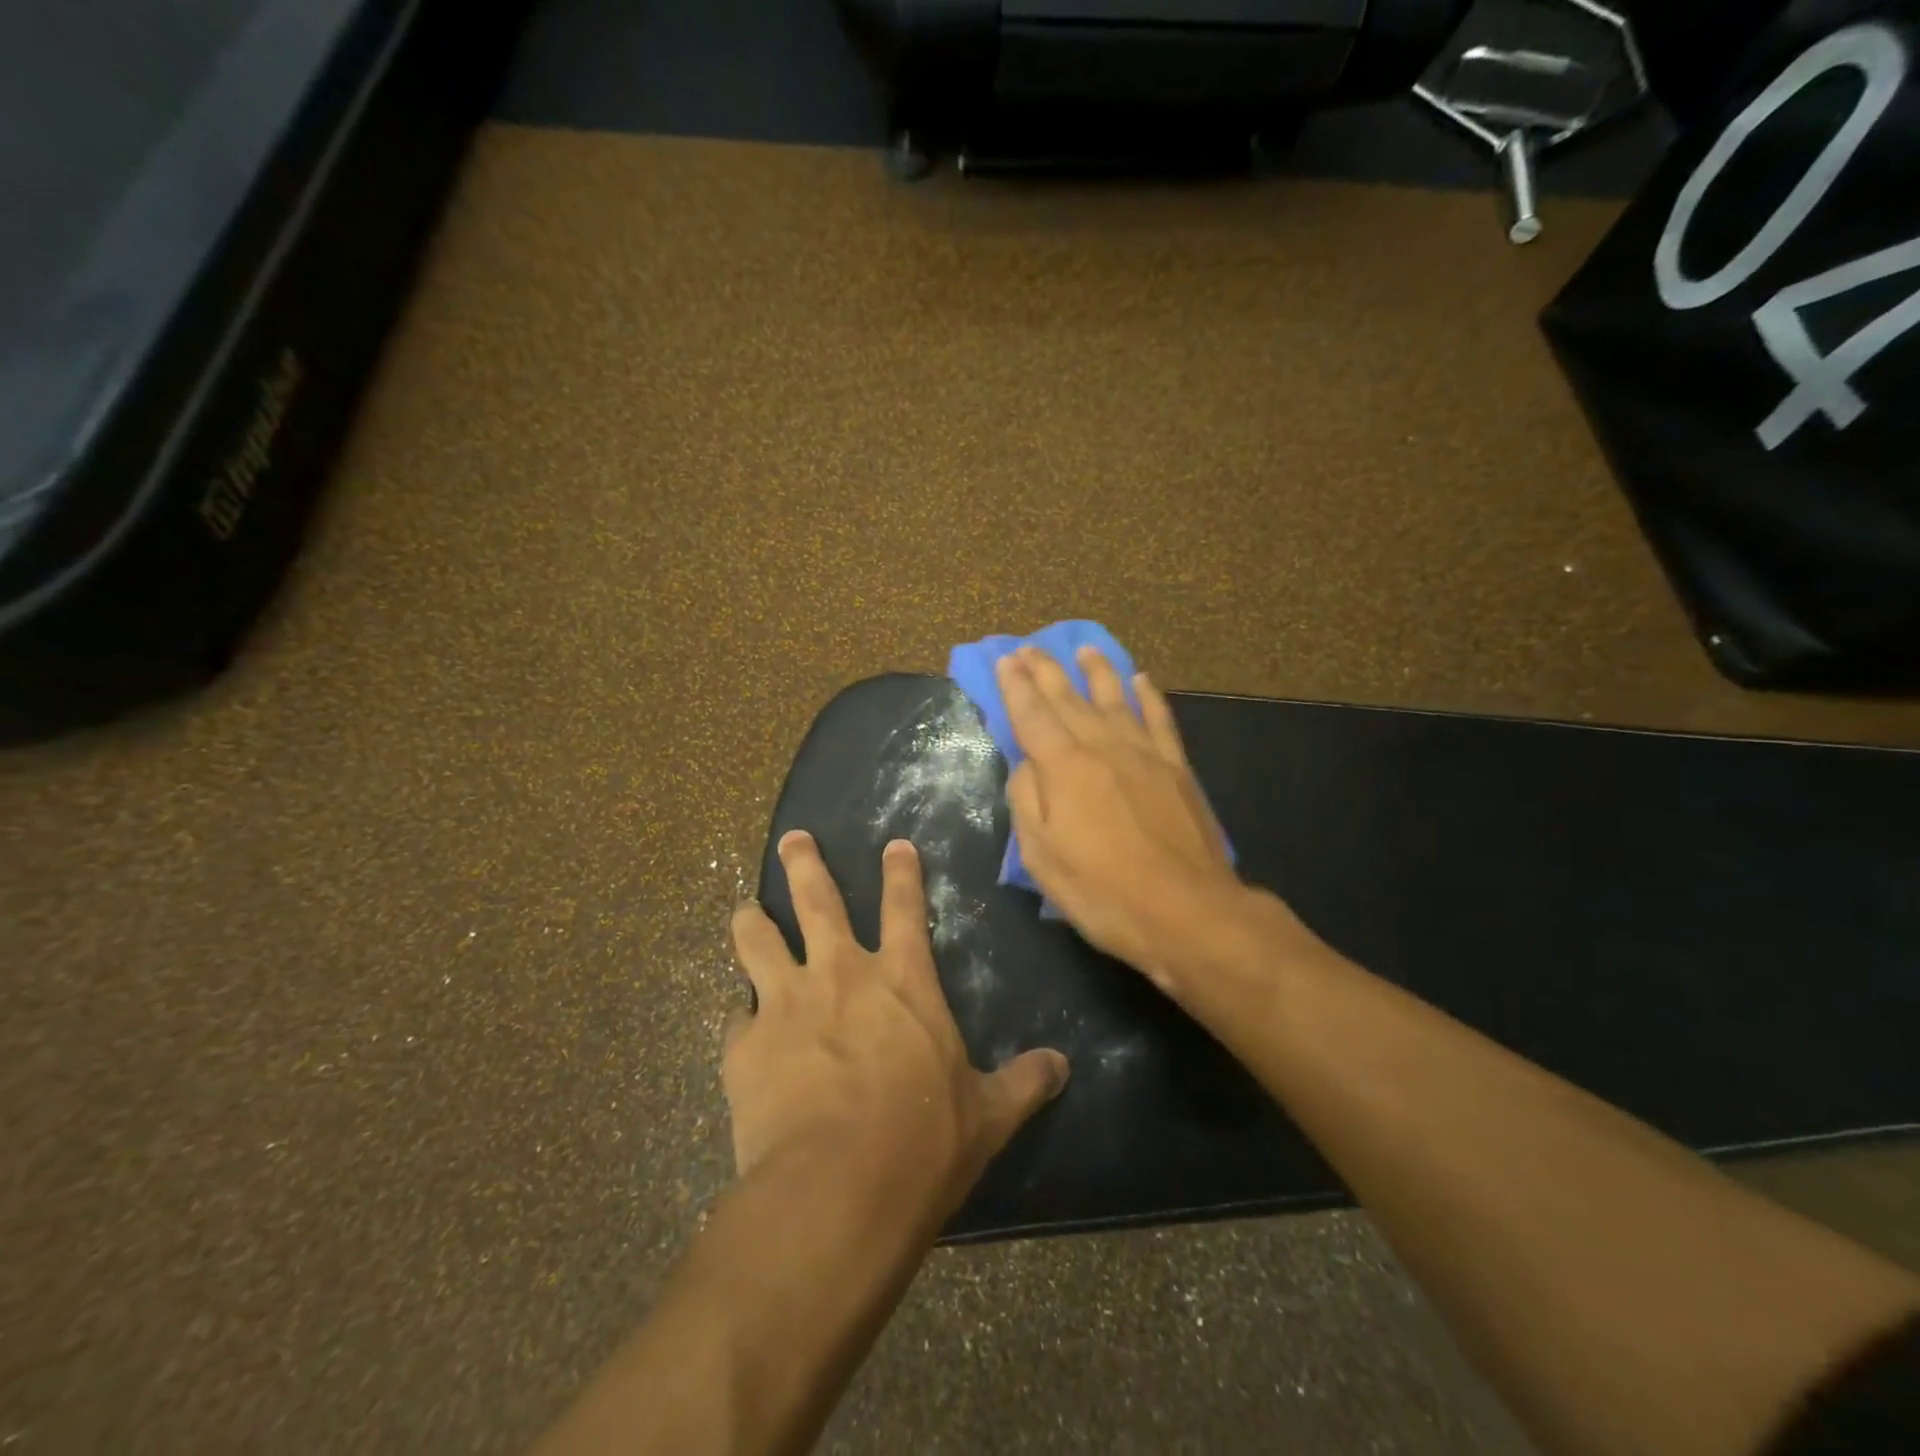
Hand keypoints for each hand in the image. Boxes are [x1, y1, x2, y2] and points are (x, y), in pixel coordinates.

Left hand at [726, 832, 1068, 1222]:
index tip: (893, 844)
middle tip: (793, 839)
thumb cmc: (922, 1144)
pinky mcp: (744, 1045)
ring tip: (745, 909)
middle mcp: (841, 974)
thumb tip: (1062, 1066)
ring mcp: (785, 1003)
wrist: (836, 1191)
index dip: (902, 873)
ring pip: (758, 939)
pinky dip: (737, 1015)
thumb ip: (1024, 1083)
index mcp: (903, 982)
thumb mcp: (987, 1116)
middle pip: (818, 900)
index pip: (906, 909)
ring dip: (751, 920)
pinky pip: (734, 1016)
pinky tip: (735, 1022)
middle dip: (805, 864)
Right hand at [997, 645, 1272, 995]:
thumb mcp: (1042, 857)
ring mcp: (1145, 754)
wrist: (1187, 911)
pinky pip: (1160, 719)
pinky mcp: (1177, 768)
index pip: (1032, 715)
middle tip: (1029, 647)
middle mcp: (1103, 747)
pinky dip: (1149, 696)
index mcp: (1064, 767)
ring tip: (1085, 650)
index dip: (1015, 686)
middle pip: (1069, 698)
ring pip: (1116, 698)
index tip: (1005, 660)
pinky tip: (1141, 680)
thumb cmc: (1103, 892)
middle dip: (1046, 670)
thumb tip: (1026, 764)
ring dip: (1097, 671)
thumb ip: (1027, 801)